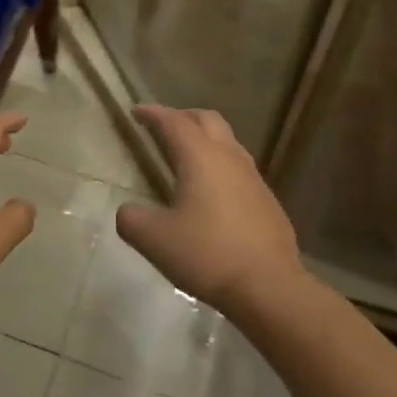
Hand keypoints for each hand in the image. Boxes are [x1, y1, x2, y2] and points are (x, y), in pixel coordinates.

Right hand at [117, 105, 305, 319]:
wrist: (269, 285)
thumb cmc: (208, 254)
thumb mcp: (155, 240)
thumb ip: (132, 220)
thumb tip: (127, 211)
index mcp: (199, 156)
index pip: (173, 122)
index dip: (153, 113)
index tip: (137, 111)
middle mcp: (228, 157)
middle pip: (207, 120)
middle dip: (183, 116)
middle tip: (164, 126)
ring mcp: (253, 177)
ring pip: (228, 142)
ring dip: (206, 139)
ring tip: (189, 156)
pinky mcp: (267, 199)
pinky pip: (240, 168)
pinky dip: (222, 165)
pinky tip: (214, 192)